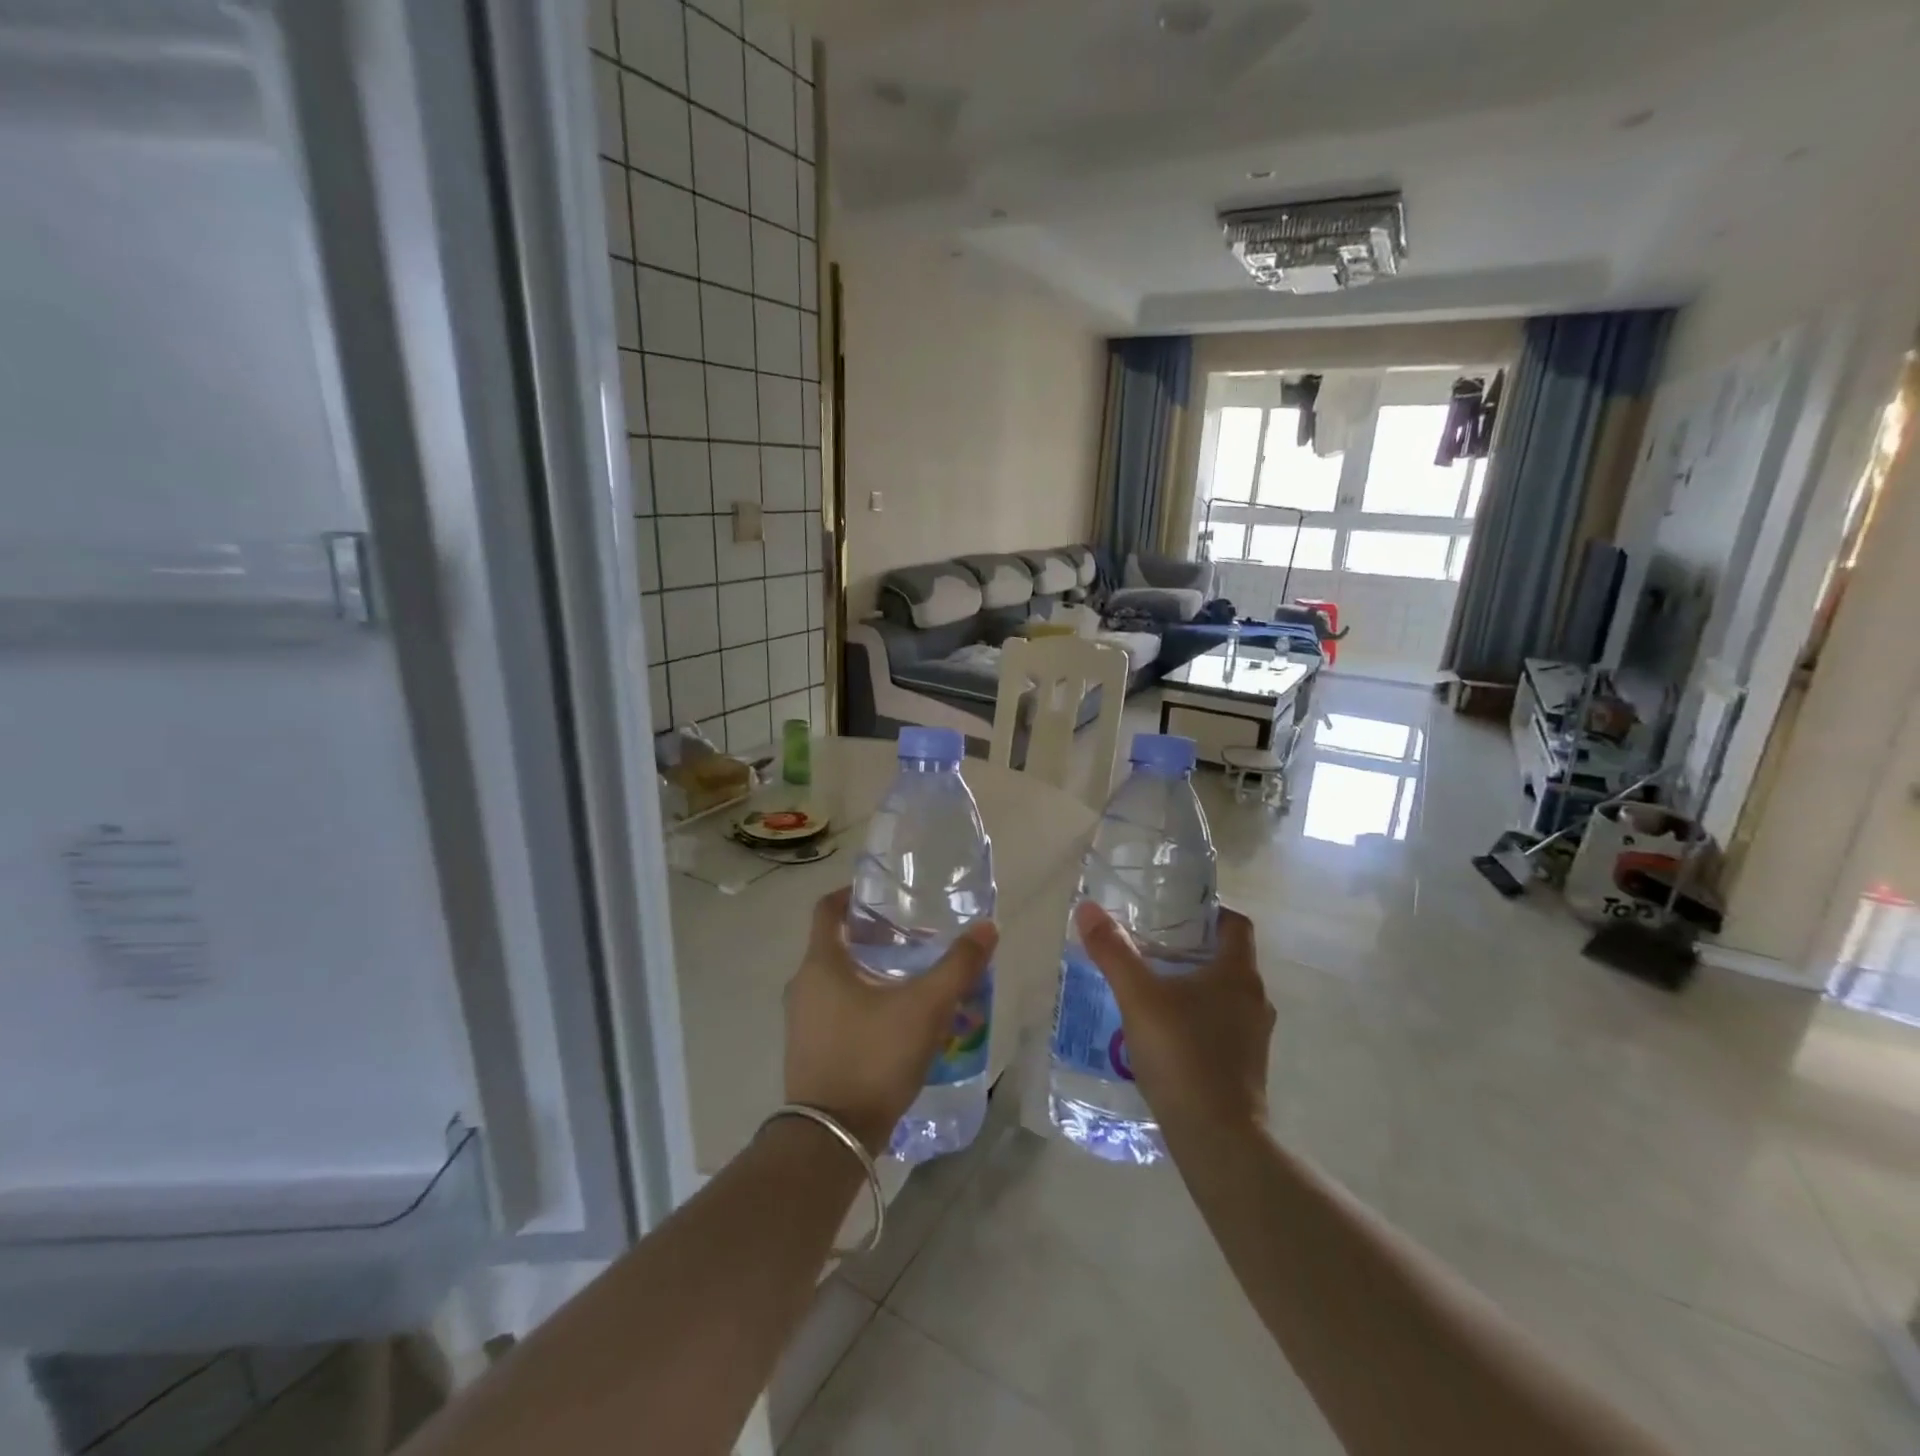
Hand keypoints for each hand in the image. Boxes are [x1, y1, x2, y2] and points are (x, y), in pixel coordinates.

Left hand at [783, 888, 997, 1154]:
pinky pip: (833, 1008)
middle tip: (912, 936)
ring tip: (909, 976)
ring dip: (867, 970)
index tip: (885, 895)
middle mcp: (802, 985)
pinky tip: (893, 1018)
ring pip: (835, 978)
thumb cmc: (874, 1057)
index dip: (852, 893)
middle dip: (872, 935)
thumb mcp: (926, 1007)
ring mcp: (801, 1020)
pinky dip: (859, 1000)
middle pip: (835, 943)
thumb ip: (958, 965)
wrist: (832, 1139)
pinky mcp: (807, 1049)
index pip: (827, 908)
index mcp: (821, 963)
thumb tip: (987, 927)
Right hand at [1073, 901, 1272, 1141]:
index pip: (1236, 924)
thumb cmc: (1183, 1055)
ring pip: (1223, 994)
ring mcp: (1253, 1036)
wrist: (1217, 1139)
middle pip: (1227, 958)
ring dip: (1193, 985)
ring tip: (1151, 986)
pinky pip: (1221, 1025)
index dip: (1209, 912)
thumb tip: (1088, 908)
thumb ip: (1113, 952)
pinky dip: (1197, 1018)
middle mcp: (1255, 999)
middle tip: (1150, 944)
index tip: (1175, 912)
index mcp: (1238, 974)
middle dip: (1191, 948)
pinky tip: (1163, 1030)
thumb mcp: (1138, 997)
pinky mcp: (1244, 1066)